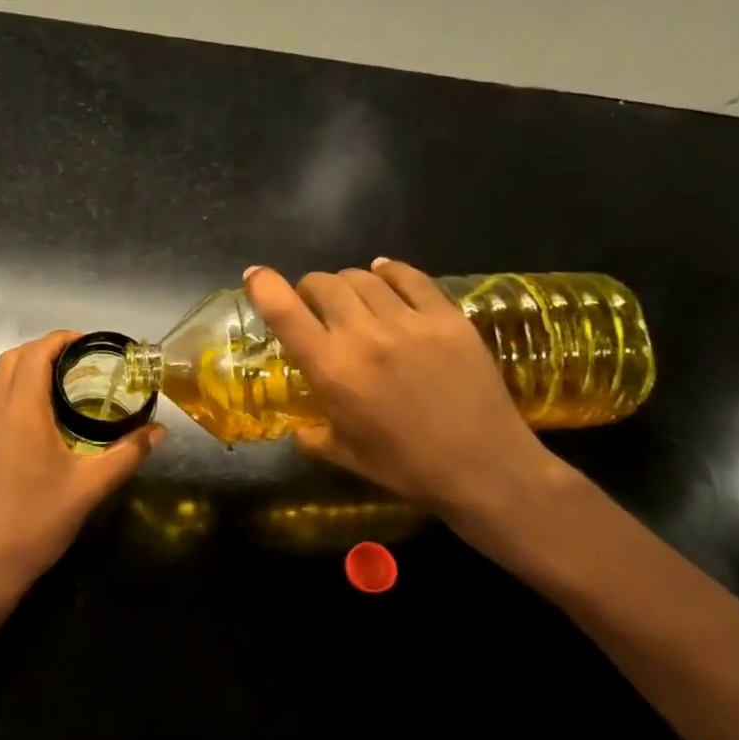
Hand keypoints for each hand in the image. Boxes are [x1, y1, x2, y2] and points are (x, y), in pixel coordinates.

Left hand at [0, 331, 162, 608]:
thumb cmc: (41, 520)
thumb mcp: (92, 486)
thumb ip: (128, 453)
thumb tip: (160, 431)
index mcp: (23, 409)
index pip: (36, 353)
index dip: (60, 340)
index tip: (85, 344)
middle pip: (11, 359)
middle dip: (41, 352)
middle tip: (72, 364)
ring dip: (15, 370)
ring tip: (44, 386)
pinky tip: (10, 416)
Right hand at [242, 260, 555, 518]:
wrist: (483, 468)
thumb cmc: (405, 467)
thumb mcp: (343, 454)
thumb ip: (311, 434)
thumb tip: (297, 427)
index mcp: (332, 369)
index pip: (284, 311)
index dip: (263, 286)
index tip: (254, 276)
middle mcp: (365, 335)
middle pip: (323, 283)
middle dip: (309, 288)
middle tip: (313, 304)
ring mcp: (410, 322)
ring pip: (363, 276)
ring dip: (347, 282)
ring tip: (352, 297)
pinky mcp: (447, 317)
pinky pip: (410, 277)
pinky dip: (390, 271)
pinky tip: (385, 275)